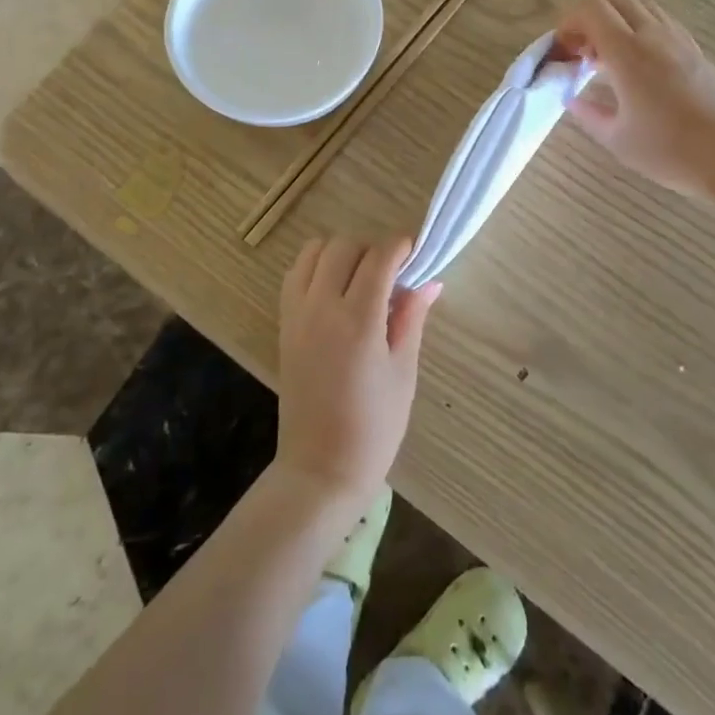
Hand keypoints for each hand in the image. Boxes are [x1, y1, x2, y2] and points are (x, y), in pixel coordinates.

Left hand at [275, 235, 441, 509]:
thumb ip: (412, 318)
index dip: (401, 246)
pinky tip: (335, 291)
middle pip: (344, 245)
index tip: (416, 253)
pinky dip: (315, 267)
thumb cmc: (374, 426)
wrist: (320, 468)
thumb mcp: (403, 372)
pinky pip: (295, 274)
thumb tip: (430, 281)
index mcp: (358, 320)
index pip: (379, 257)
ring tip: (361, 279)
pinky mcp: (284, 324)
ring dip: (341, 253)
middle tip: (392, 274)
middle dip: (372, 248)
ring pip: (314, 251)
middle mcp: (322, 307)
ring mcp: (297, 314)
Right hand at [556, 0, 714, 197]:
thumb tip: (572, 98)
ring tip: (607, 58)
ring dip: (615, 19)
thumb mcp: (617, 139)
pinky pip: (659, 20)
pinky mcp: (695, 50)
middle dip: (588, 14)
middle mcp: (653, 35)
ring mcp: (679, 39)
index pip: (591, 8)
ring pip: (639, 3)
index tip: (565, 52)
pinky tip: (636, 65)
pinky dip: (638, 28)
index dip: (569, 21)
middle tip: (582, 49)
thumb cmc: (670, 151)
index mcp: (628, 53)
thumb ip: (588, 113)